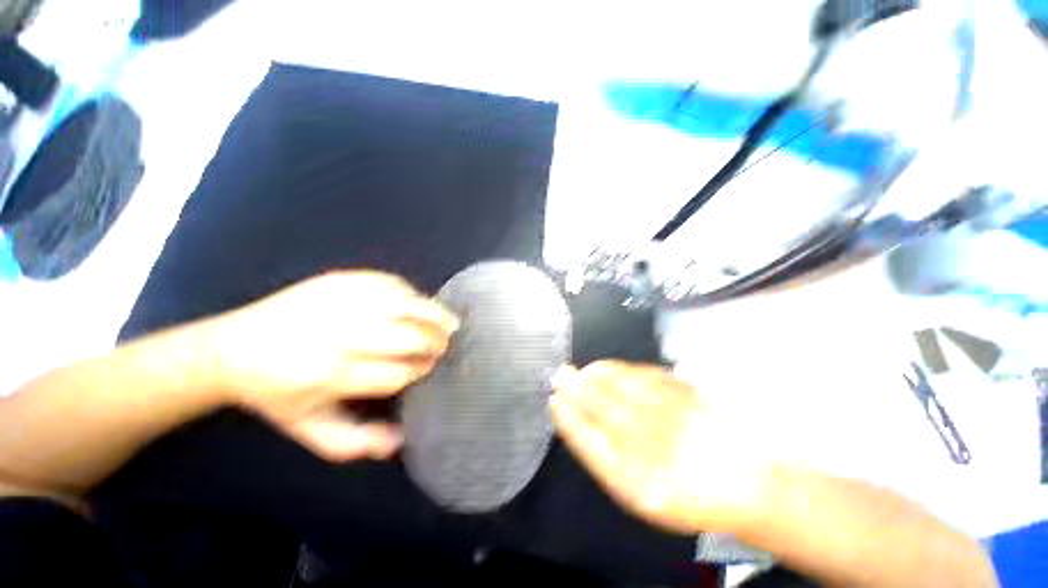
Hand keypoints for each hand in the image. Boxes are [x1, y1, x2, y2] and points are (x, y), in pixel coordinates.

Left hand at [209, 271, 459, 461]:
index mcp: (332, 375)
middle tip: (442, 347)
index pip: (399, 372)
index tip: (428, 368)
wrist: (231, 347)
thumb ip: (356, 442)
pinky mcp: (341, 279)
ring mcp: (343, 301)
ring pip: (407, 306)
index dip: (421, 370)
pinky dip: (413, 295)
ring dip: (436, 316)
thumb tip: (402, 439)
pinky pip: (393, 284)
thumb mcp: (309, 428)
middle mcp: (341, 335)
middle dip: (434, 344)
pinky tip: (419, 304)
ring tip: (449, 323)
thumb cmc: (276, 393)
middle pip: (410, 337)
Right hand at [551, 361, 768, 534]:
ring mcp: (674, 417)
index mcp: (640, 483)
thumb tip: (576, 421)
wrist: (746, 481)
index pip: (591, 443)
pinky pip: (646, 376)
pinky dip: (623, 370)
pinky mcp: (689, 395)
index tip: (555, 400)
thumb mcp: (641, 491)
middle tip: (561, 375)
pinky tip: (610, 368)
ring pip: (624, 388)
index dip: (570, 419)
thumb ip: (607, 457)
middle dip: (578, 389)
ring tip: (583, 371)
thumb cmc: (685, 492)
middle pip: (605, 408)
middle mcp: (657, 447)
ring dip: (597, 375)